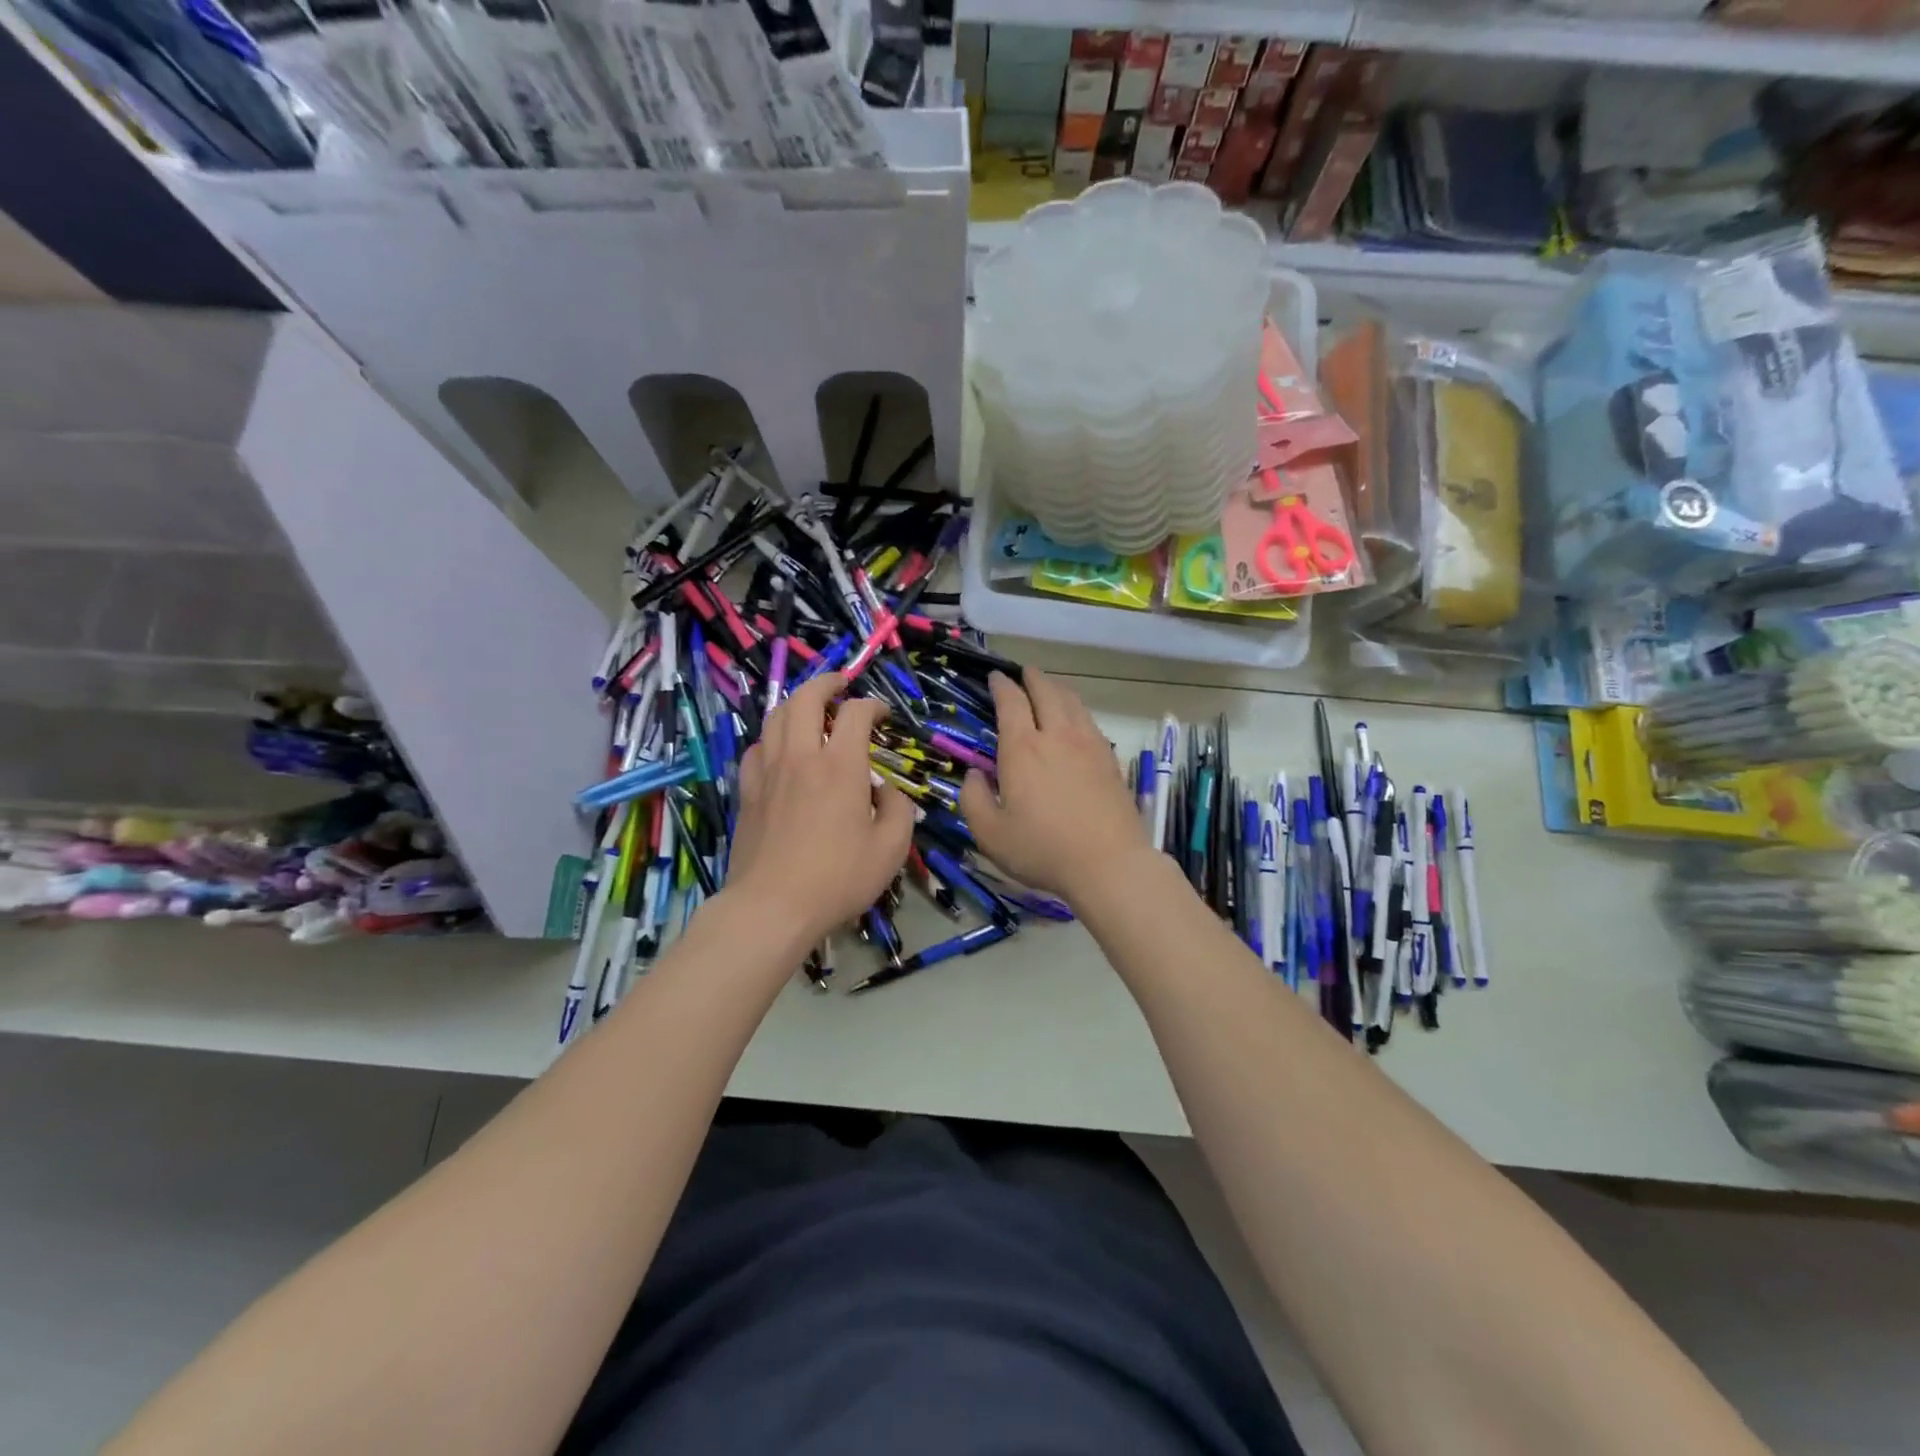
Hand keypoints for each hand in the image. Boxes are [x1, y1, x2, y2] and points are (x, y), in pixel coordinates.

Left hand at [727, 673, 914, 946]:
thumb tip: (890, 792)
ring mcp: (768, 772)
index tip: (882, 714)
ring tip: (809, 707)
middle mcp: (801, 757)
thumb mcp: (891, 849)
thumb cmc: (838, 878)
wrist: (772, 906)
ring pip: (775, 716)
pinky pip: (756, 748)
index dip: (872, 705)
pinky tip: (779, 749)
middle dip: (826, 683)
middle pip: (806, 698)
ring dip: (795, 703)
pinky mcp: (747, 791)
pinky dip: (771, 737)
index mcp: (841, 766)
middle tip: (840, 685)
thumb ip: (899, 810)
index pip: (856, 713)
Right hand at [959, 668, 1151, 903]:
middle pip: (1046, 691)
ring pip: (1073, 702)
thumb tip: (975, 775)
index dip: (1001, 685)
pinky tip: (1076, 721)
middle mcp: (1057, 735)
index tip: (995, 677)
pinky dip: (1078, 710)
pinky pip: (1091, 721)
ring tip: (1049, 688)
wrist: (1109, 863)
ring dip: (1057, 688)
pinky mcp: (1110, 759)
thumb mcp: (990, 834)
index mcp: (1023, 749)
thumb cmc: (1043, 849)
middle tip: (1024, 673)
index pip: (1011, 702)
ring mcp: (1089, 744)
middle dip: (1032, 677)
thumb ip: (973, 799)